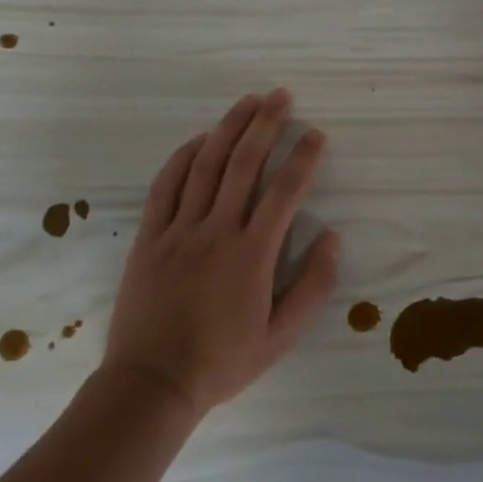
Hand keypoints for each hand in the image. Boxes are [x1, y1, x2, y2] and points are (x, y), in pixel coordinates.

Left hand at [102, 89, 339, 419]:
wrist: (151, 385)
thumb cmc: (222, 362)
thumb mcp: (280, 337)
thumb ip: (312, 286)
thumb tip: (332, 236)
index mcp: (253, 254)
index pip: (284, 191)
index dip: (303, 158)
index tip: (316, 134)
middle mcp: (217, 231)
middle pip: (244, 164)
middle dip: (266, 124)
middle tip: (281, 95)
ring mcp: (179, 230)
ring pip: (206, 165)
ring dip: (229, 128)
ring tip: (248, 101)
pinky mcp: (150, 237)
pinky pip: (166, 186)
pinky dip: (183, 157)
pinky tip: (200, 138)